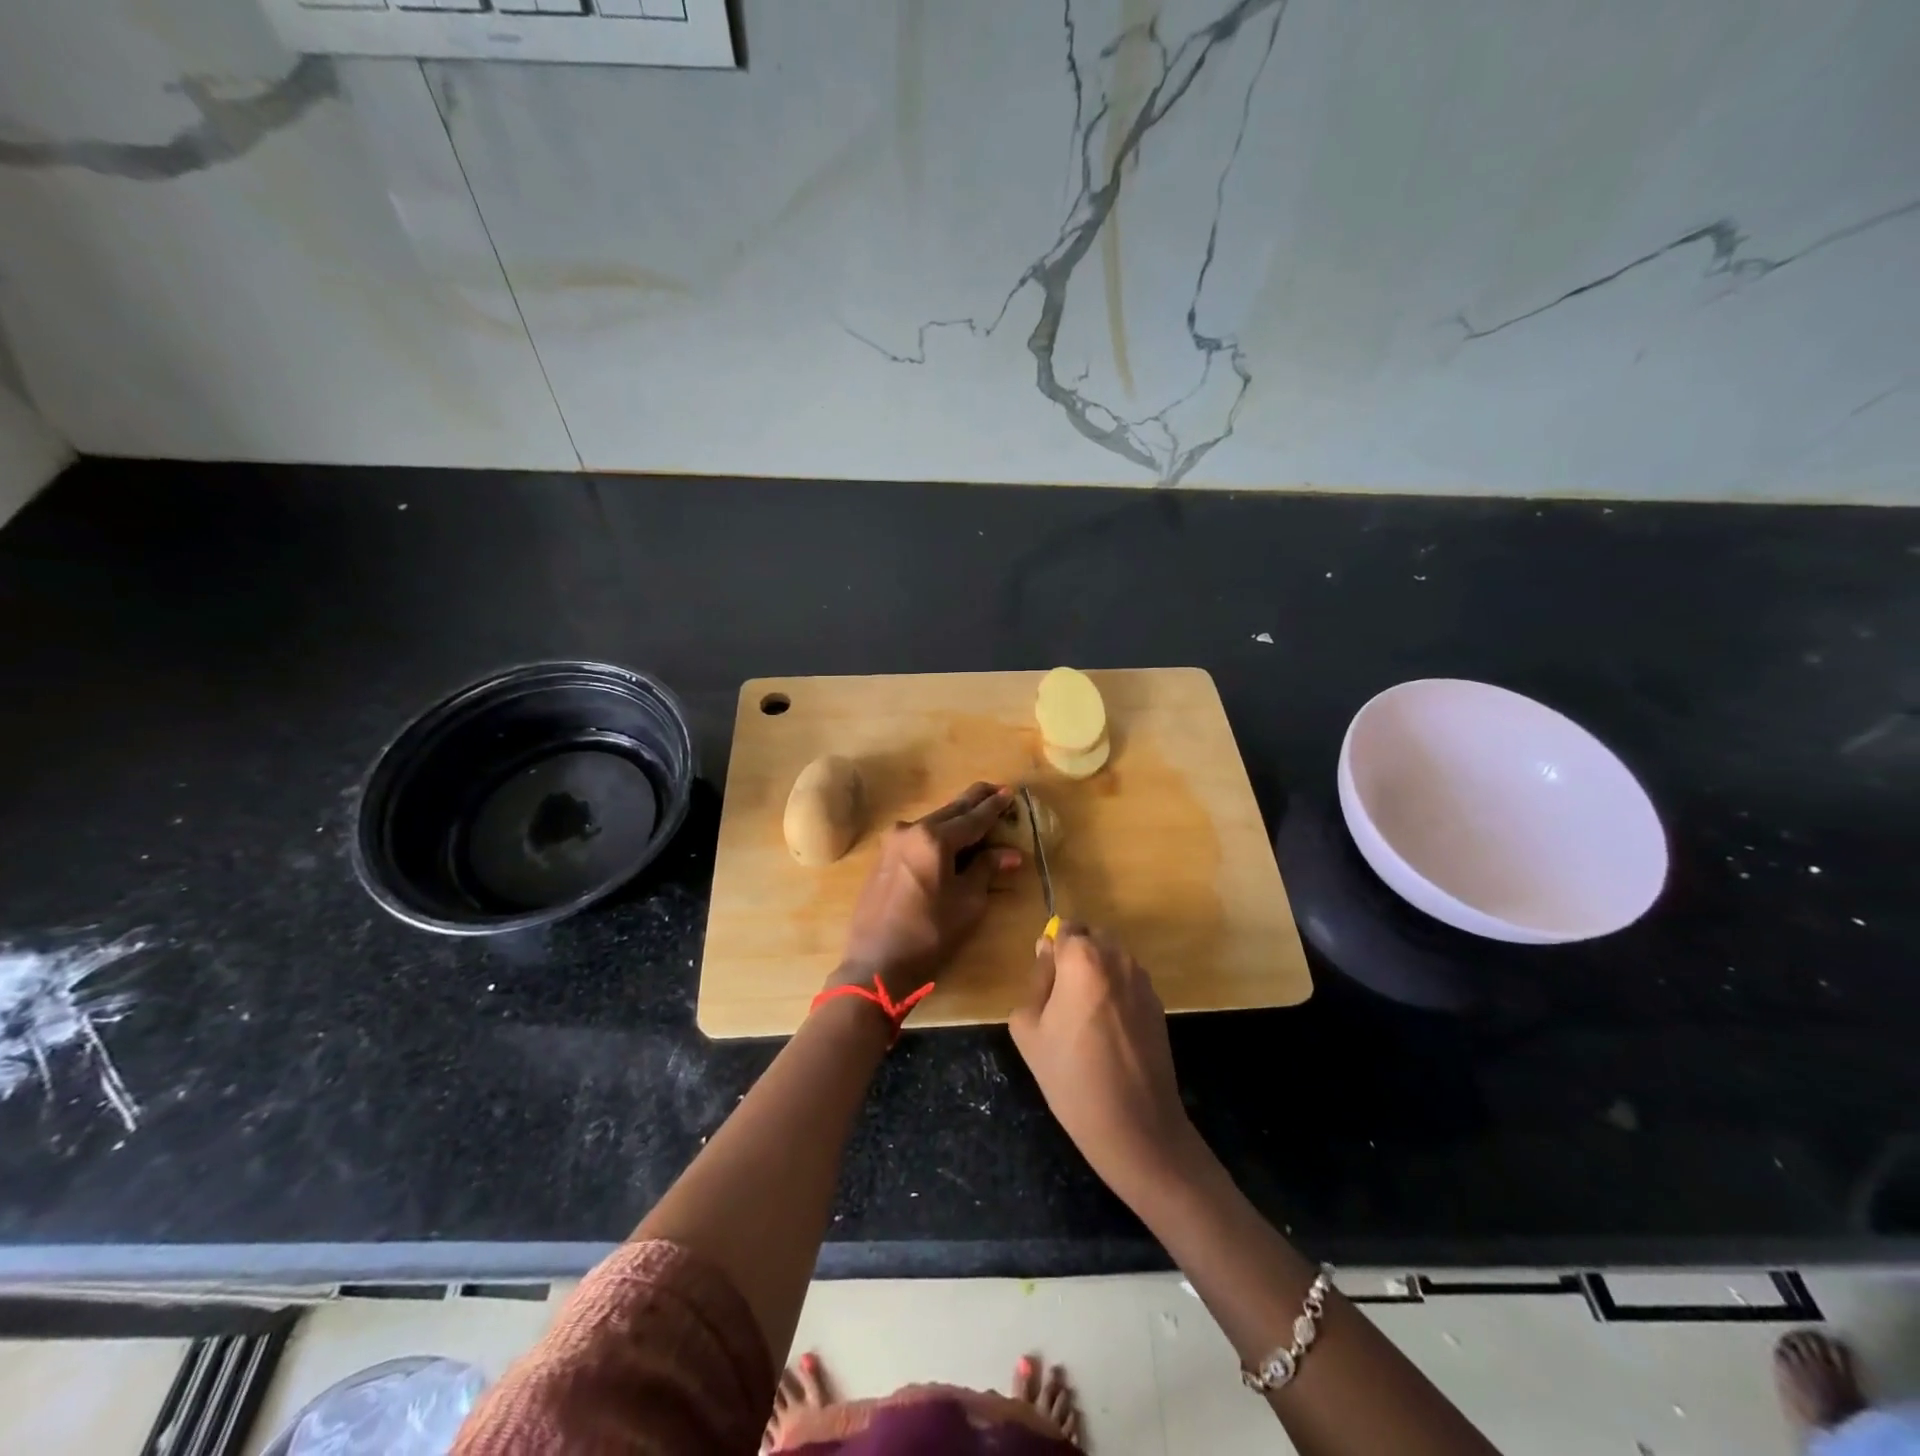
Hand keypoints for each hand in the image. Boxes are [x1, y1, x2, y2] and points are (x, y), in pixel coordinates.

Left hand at [830, 782, 1021, 998]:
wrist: (876, 963)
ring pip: (932, 822)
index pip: (973, 818)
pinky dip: (937, 833)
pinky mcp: (883, 858)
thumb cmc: (929, 934)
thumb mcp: (967, 903)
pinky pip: (917, 836)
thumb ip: (986, 870)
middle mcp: (910, 830)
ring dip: (955, 817)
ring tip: (976, 812)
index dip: (994, 807)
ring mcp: (892, 842)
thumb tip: (1010, 854)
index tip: (1009, 792)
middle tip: (995, 789)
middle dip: (974, 801)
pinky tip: (948, 837)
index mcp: (934, 838)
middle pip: (950, 811)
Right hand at [1008, 924, 1199, 1199]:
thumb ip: (1035, 982)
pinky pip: (1129, 983)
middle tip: (1061, 1000)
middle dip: (1076, 958)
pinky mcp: (1159, 1005)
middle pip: (1092, 939)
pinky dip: (1116, 995)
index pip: (1065, 928)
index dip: (1052, 951)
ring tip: (1085, 1020)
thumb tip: (1048, 959)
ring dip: (1098, 975)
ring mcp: (1143, 981)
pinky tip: (1109, 1035)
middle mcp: (1118, 958)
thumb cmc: (1071, 1076)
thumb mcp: (1029, 1029)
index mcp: (1083, 958)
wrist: (1135, 1126)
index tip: (1045, 982)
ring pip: (1113, 960)